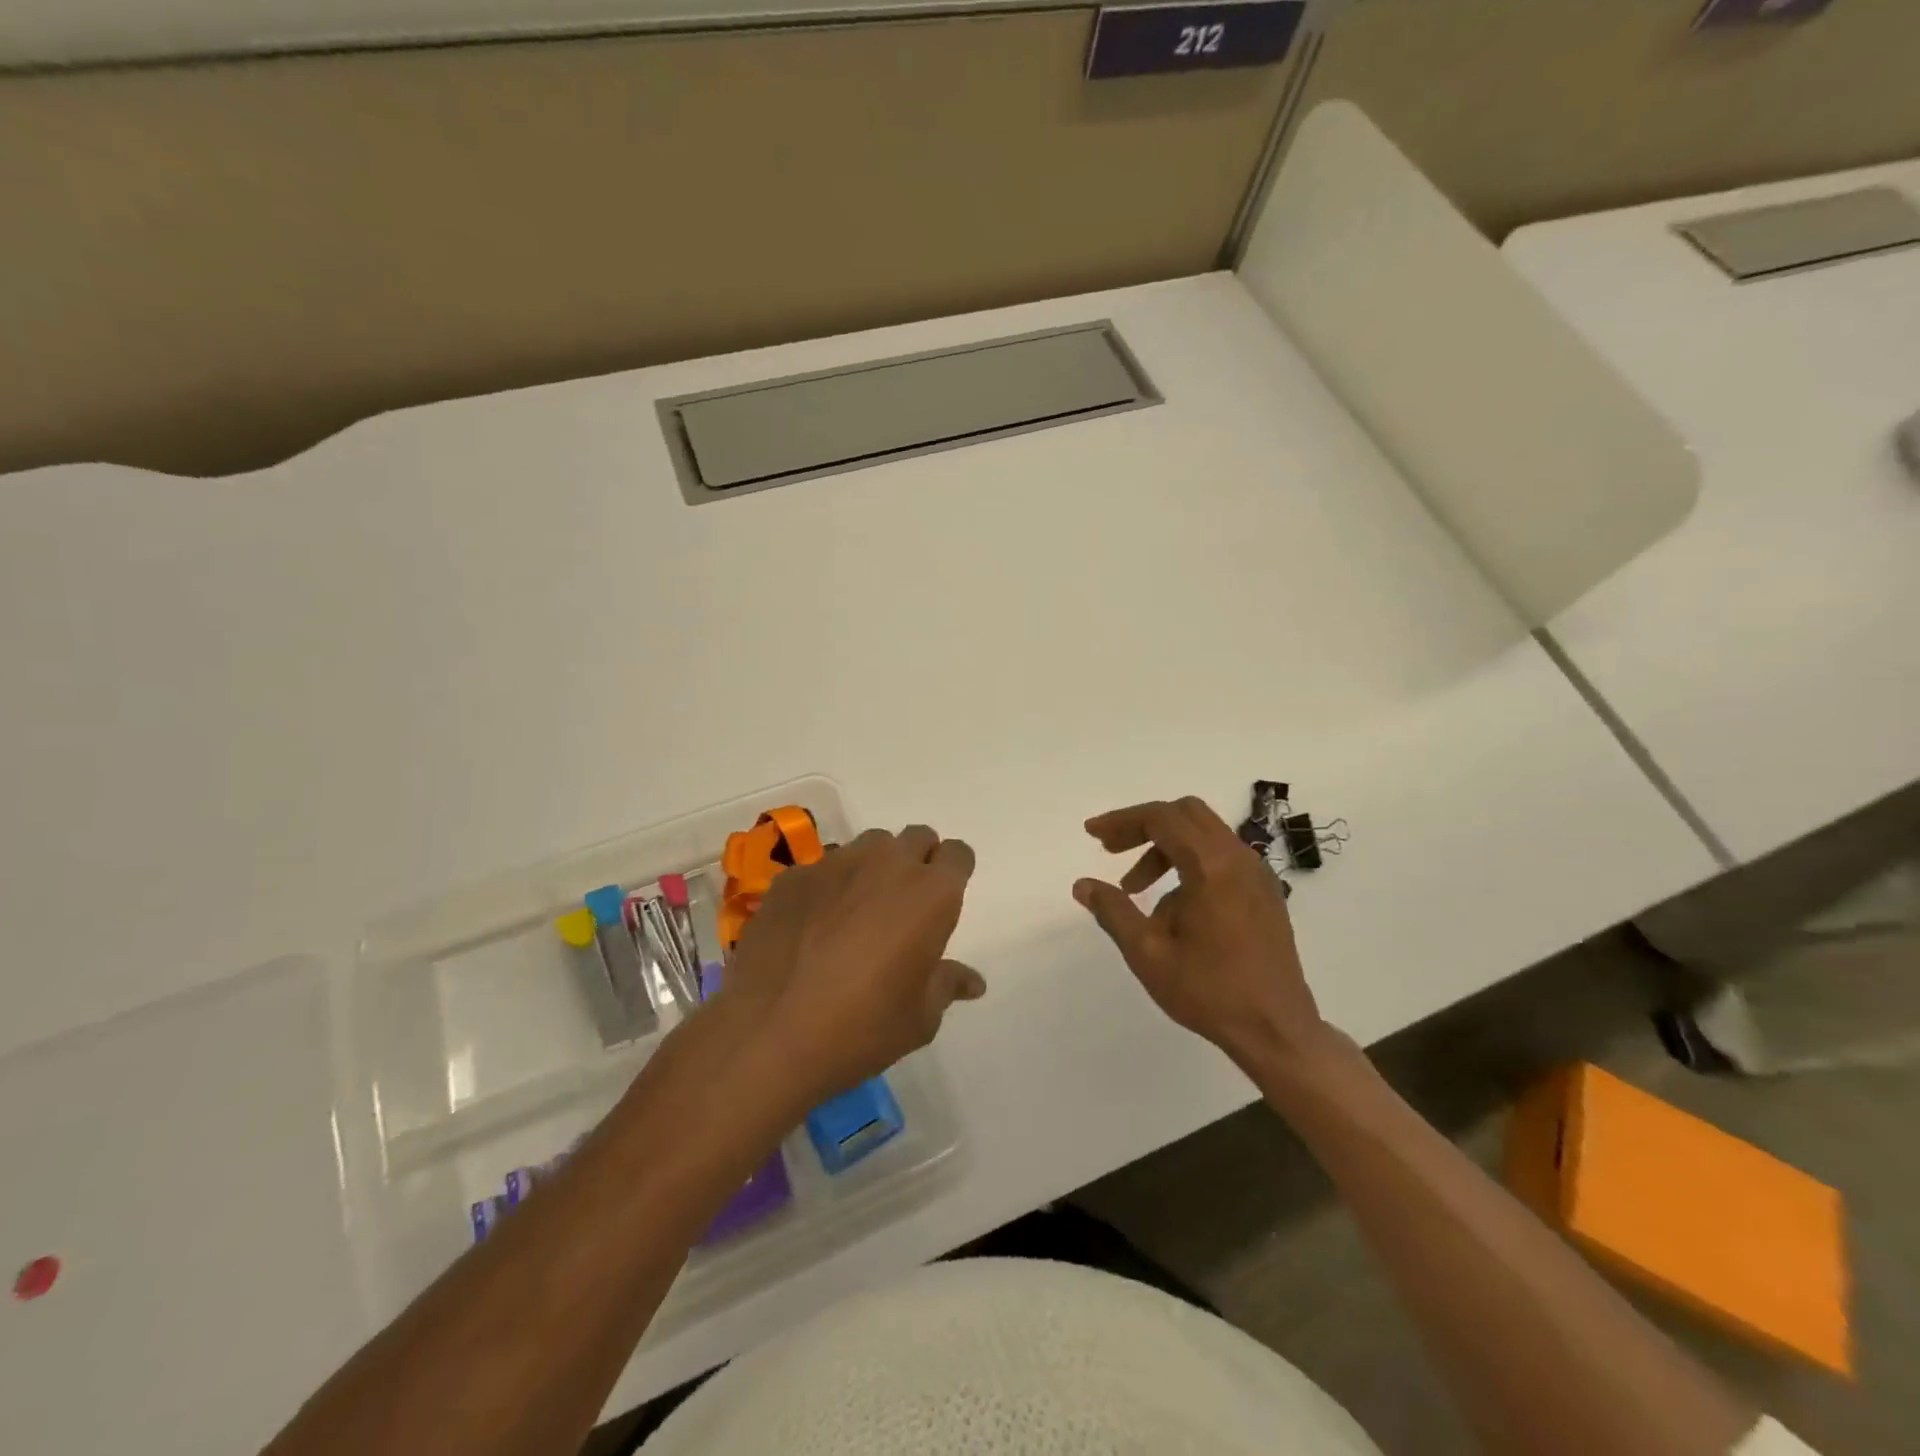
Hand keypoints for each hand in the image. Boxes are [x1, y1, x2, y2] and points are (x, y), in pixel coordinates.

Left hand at [717, 825, 983, 1106]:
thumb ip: (947, 984)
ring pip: (868, 846)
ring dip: (873, 868)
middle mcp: (887, 864)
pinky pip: (823, 866)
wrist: (769, 1034)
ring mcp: (835, 864)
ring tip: (856, 911)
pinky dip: (828, 885)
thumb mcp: (919, 1018)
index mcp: (931, 894)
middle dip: (917, 861)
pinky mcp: (793, 876)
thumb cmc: (862, 1028)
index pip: (957, 854)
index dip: (953, 873)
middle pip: (916, 838)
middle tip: (903, 905)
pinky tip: (811, 925)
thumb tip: (973, 981)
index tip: (942, 901)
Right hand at [1073, 797, 1328, 1072]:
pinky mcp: (1265, 893)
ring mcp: (1257, 875)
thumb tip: (1083, 885)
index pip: (1161, 818)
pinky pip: (1221, 858)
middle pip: (1186, 814)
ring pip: (1204, 835)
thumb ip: (1113, 911)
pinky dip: (1189, 862)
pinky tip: (1172, 906)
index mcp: (1211, 866)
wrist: (1276, 1030)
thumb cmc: (1209, 991)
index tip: (1092, 834)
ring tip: (1135, 889)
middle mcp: (1239, 859)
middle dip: (1144, 826)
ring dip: (1165, 847)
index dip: (1121, 821)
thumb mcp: (1147, 953)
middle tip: (1111, 850)